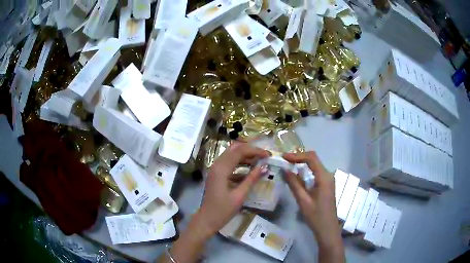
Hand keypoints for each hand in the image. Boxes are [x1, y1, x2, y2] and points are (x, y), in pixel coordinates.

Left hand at [197, 142, 269, 235]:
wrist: (207, 219)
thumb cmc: (223, 210)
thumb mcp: (239, 195)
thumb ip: (252, 179)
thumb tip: (265, 167)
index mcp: (221, 169)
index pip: (239, 151)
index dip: (255, 151)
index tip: (268, 155)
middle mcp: (217, 165)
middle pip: (234, 149)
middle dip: (250, 150)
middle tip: (264, 156)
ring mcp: (215, 169)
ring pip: (231, 155)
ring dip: (245, 156)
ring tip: (260, 161)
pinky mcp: (216, 174)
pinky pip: (229, 163)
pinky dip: (240, 163)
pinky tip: (250, 170)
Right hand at [283, 152, 343, 262]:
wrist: (327, 229)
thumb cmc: (316, 216)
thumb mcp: (303, 200)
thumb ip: (294, 184)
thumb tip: (285, 169)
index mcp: (324, 177)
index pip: (311, 158)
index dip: (297, 155)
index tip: (283, 157)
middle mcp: (328, 175)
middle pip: (314, 160)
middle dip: (299, 158)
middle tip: (284, 160)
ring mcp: (328, 180)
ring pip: (315, 166)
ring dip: (302, 164)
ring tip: (288, 165)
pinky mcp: (326, 185)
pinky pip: (316, 173)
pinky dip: (306, 171)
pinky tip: (297, 175)